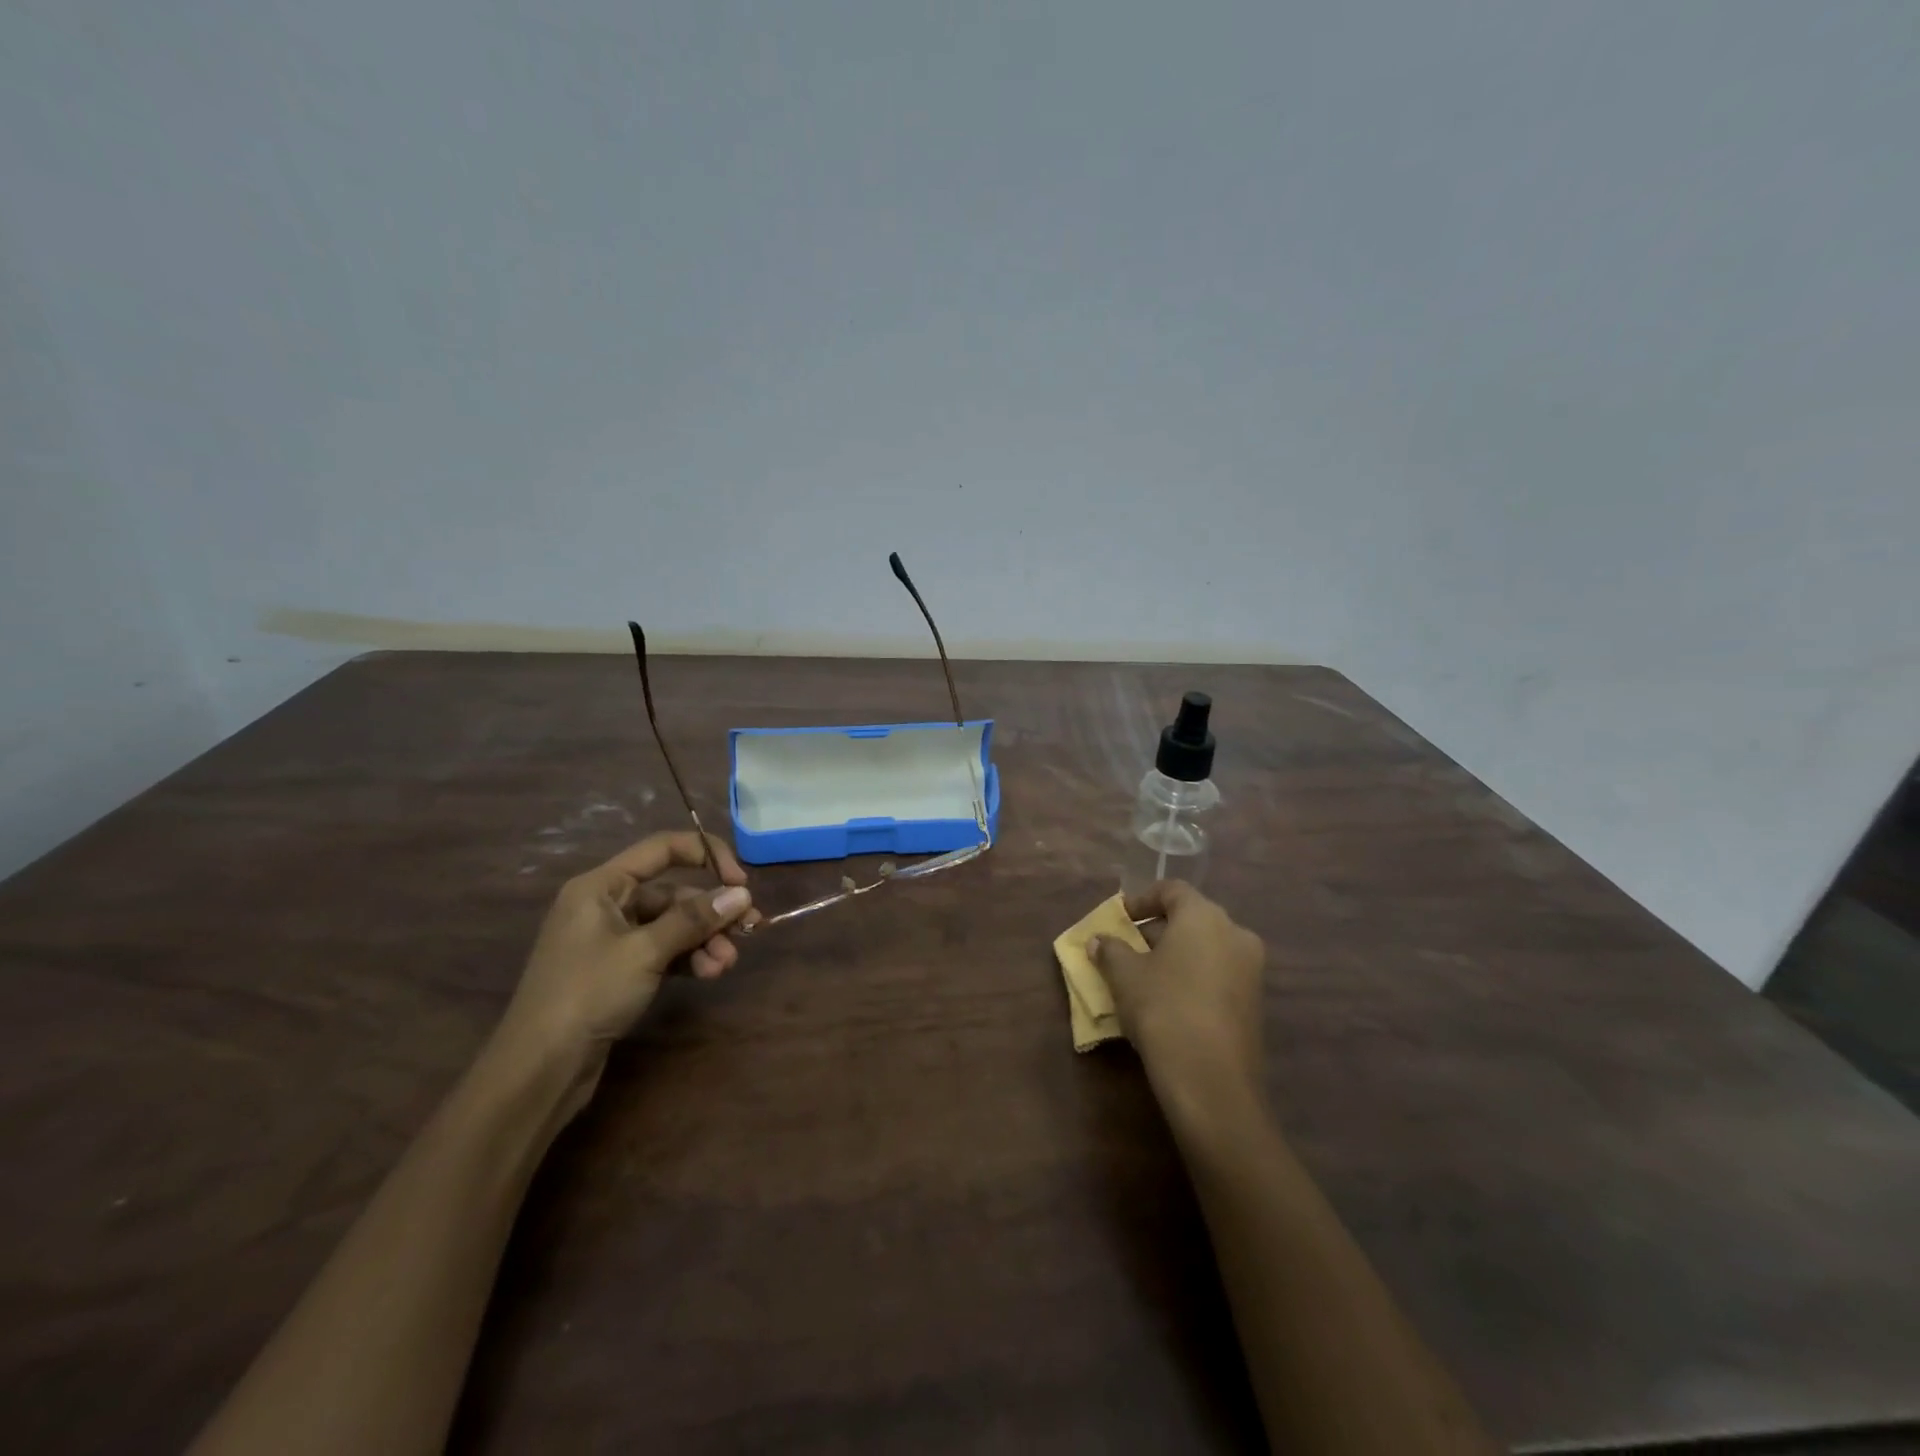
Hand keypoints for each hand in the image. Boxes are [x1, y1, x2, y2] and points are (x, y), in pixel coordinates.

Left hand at [490, 832, 754, 1108]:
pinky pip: (663, 951)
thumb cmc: (587, 994)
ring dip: (703, 940)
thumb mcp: (645, 951)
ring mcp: (611, 940)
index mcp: (601, 886)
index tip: (741, 881)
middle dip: (710, 913)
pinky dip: (688, 958)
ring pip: (672, 926)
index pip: (662, 849)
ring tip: (725, 965)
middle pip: (672, 894)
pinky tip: (709, 973)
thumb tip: (742, 894)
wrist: (539, 1069)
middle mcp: (605, 905)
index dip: (706, 855)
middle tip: (748, 930)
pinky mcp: (618, 971)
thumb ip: (694, 919)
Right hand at [1089, 880, 1266, 1129]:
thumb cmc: (1163, 1009)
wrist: (1212, 1081)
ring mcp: (1250, 970)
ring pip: (1206, 948)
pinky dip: (1193, 977)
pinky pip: (1218, 975)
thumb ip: (1111, 951)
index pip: (1172, 890)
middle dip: (1157, 930)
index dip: (1142, 900)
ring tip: (1144, 977)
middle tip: (1127, 948)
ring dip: (1176, 955)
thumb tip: (1100, 941)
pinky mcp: (1254, 1003)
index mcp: (1204, 916)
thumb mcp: (1125, 976)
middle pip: (1191, 919)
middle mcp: (1235, 933)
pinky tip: (1169, 1002)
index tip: (1120, 918)